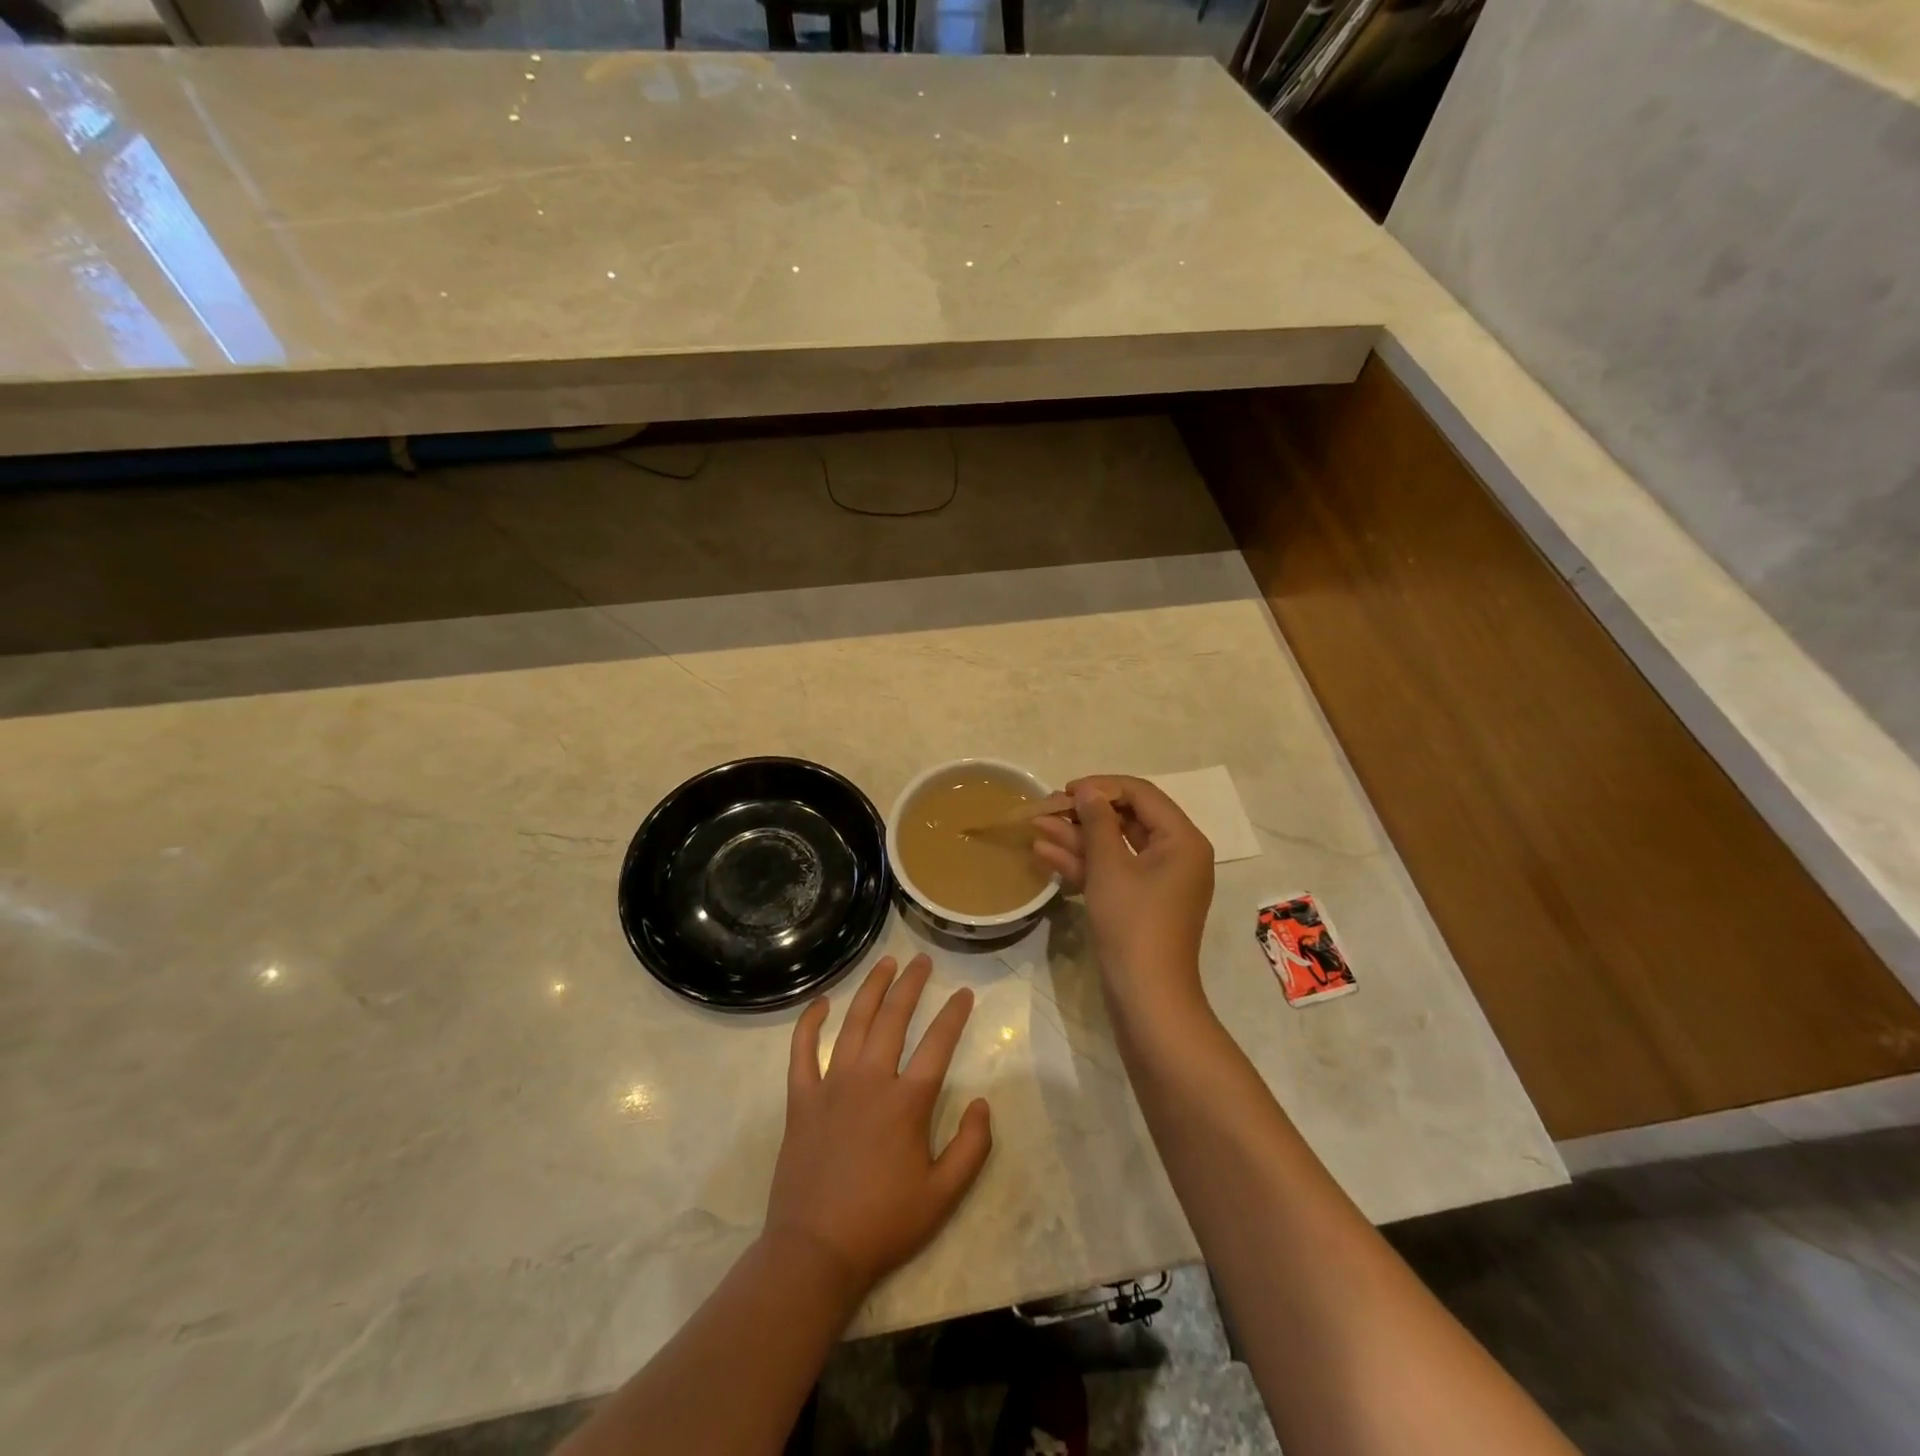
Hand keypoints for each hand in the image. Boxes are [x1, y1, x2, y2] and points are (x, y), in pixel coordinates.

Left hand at [766, 954, 992, 1299]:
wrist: (815, 1252)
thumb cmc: (883, 1224)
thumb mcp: (943, 1196)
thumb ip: (972, 1147)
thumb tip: (982, 1103)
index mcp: (907, 1102)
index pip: (938, 1044)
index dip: (954, 1015)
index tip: (964, 993)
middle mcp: (870, 1081)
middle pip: (893, 1018)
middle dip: (911, 984)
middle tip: (921, 960)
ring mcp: (831, 1085)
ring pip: (853, 1023)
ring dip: (871, 989)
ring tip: (886, 963)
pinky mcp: (801, 1099)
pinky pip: (802, 1051)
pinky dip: (810, 1022)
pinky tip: (822, 1002)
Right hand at [1031, 776, 1214, 1020]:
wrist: (1147, 999)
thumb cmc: (1133, 924)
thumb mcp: (1110, 867)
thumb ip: (1097, 822)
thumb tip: (1087, 791)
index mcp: (1182, 840)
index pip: (1141, 794)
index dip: (1101, 787)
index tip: (1065, 791)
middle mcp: (1176, 855)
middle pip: (1127, 819)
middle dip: (1083, 814)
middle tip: (1046, 809)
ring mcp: (1157, 881)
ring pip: (1114, 847)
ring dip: (1076, 837)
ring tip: (1035, 827)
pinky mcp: (1140, 903)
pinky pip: (1112, 872)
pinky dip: (1083, 864)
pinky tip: (1045, 854)